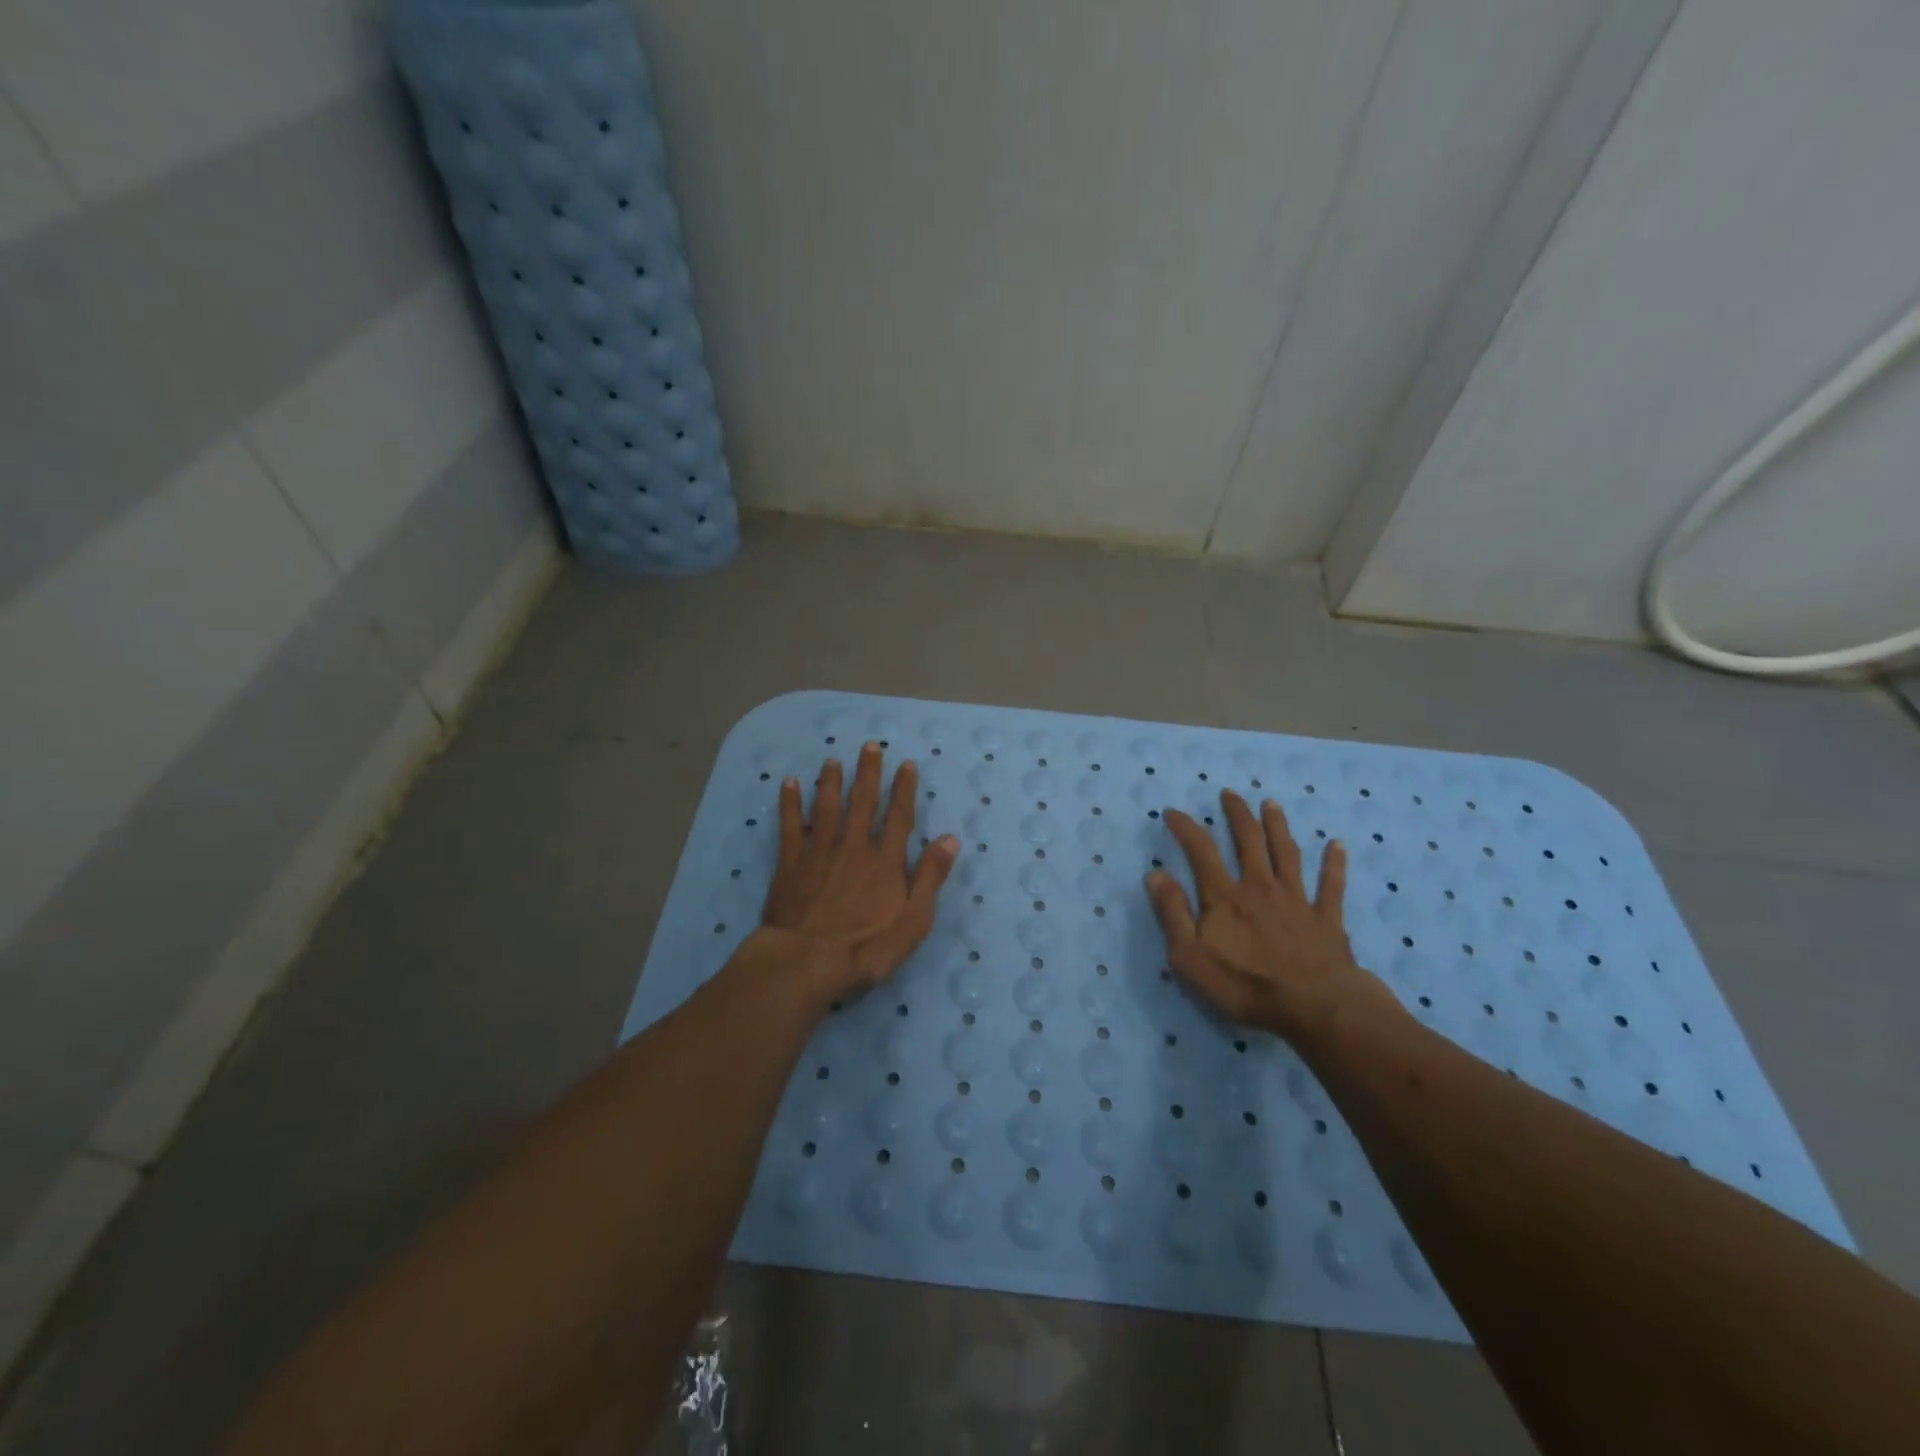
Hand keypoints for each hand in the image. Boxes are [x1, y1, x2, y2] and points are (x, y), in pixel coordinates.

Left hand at [759, 742, 959, 996]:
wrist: (806, 961)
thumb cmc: (866, 948)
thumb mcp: (913, 921)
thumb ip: (930, 878)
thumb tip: (950, 839)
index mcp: (885, 861)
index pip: (899, 817)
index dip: (904, 789)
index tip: (906, 764)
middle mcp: (853, 847)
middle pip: (862, 802)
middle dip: (868, 772)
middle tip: (870, 745)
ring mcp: (819, 852)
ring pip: (827, 807)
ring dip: (831, 781)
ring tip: (833, 759)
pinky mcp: (791, 863)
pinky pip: (791, 825)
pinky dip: (790, 803)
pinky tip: (789, 783)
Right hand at [1145, 790, 1393, 1041]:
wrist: (1315, 1007)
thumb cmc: (1245, 985)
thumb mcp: (1190, 957)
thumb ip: (1172, 913)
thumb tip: (1155, 874)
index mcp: (1225, 896)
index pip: (1200, 851)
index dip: (1185, 828)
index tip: (1172, 812)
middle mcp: (1260, 887)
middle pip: (1248, 841)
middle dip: (1237, 815)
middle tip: (1230, 794)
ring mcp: (1297, 900)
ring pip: (1286, 854)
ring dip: (1278, 827)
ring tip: (1271, 804)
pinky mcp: (1326, 919)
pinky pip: (1331, 886)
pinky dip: (1334, 864)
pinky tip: (1337, 845)